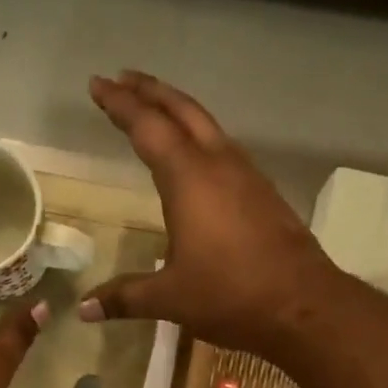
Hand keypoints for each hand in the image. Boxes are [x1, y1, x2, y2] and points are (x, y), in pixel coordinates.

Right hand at [79, 71, 339, 356]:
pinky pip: (225, 149)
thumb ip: (124, 297)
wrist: (302, 305)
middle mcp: (219, 164)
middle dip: (150, 91)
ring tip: (156, 109)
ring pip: (208, 125)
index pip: (147, 127)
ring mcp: (247, 176)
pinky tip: (197, 157)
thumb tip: (84, 309)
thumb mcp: (170, 299)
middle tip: (122, 78)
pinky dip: (201, 137)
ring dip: (179, 110)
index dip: (120, 104)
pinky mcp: (264, 193)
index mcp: (189, 179)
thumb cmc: (230, 295)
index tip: (98, 85)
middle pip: (182, 111)